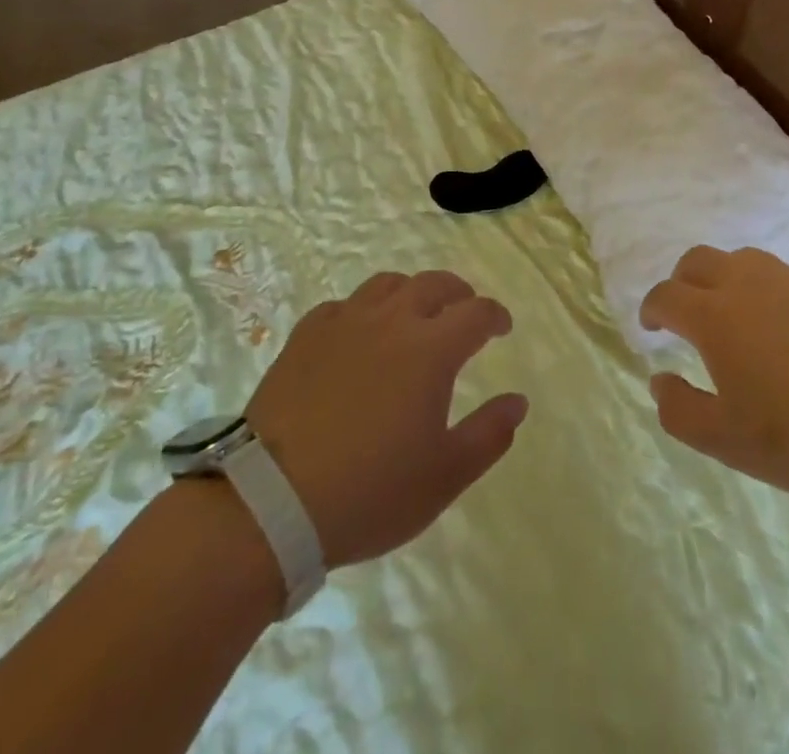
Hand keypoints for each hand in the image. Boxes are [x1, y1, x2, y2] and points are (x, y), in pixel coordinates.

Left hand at [246, 270, 526, 567]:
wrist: (269, 503)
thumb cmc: (369, 491)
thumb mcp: (444, 476)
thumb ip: (489, 434)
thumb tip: (518, 402)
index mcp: (432, 349)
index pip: (476, 313)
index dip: (495, 315)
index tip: (502, 328)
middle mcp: (392, 321)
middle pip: (434, 284)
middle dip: (457, 293)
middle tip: (464, 312)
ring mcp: (344, 324)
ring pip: (387, 285)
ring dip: (411, 292)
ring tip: (413, 314)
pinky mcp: (305, 337)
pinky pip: (342, 306)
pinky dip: (362, 311)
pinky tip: (358, 333)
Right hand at [639, 245, 788, 498]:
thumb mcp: (729, 441)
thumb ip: (681, 412)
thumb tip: (659, 380)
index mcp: (714, 316)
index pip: (666, 295)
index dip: (652, 309)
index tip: (651, 327)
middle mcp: (747, 284)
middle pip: (698, 260)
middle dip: (682, 281)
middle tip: (686, 314)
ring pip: (743, 260)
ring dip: (726, 280)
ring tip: (737, 316)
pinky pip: (784, 275)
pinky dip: (768, 291)